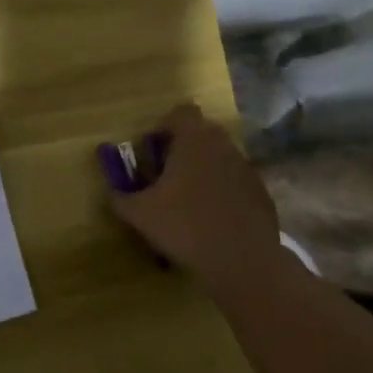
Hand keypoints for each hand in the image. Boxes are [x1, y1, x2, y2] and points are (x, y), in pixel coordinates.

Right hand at [112, 103, 281, 294]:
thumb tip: (111, 192)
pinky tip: (214, 220)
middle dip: (184, 148)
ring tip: (189, 201)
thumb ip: (120, 197)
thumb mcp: (140, 214)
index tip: (154, 151)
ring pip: (221, 157)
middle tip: (167, 176)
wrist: (243, 260)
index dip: (165, 126)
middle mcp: (222, 145)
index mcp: (194, 140)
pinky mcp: (261, 193)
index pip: (181, 112)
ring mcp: (246, 168)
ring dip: (205, 170)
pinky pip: (236, 182)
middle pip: (202, 133)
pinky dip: (224, 192)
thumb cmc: (185, 226)